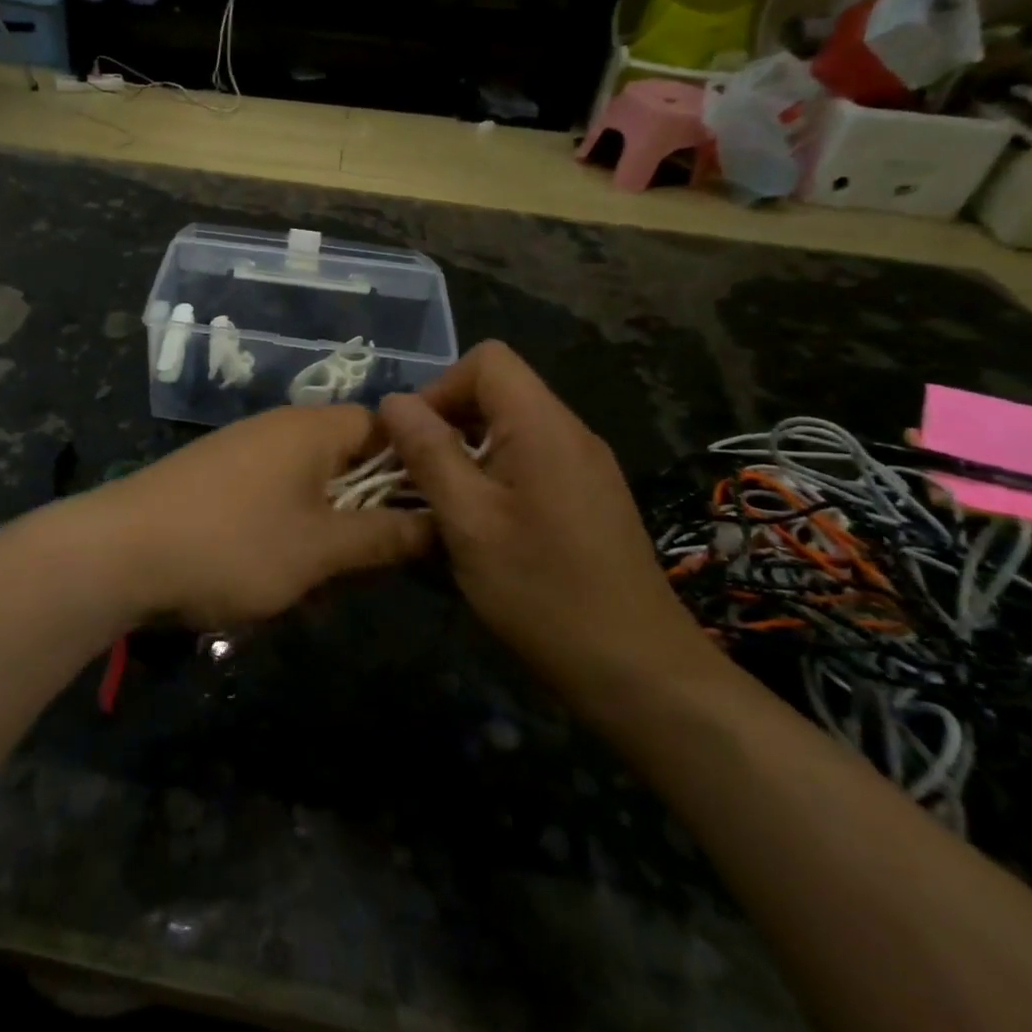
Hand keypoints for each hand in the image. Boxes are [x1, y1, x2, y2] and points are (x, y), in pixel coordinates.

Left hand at [92, 406, 435, 627]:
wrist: (118, 552)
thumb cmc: (232, 544)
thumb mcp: (319, 548)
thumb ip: (383, 536)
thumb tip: (441, 524)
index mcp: (312, 428)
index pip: (386, 427)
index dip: (415, 467)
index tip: (433, 514)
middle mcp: (278, 428)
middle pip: (348, 456)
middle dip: (369, 507)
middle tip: (381, 558)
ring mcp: (241, 451)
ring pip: (310, 482)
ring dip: (328, 525)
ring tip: (328, 574)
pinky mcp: (214, 478)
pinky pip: (272, 495)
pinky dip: (288, 527)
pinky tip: (278, 569)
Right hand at [377, 342, 712, 701]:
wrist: (638, 671)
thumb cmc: (543, 591)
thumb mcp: (469, 521)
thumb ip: (429, 453)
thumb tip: (393, 401)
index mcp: (543, 425)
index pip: (487, 360)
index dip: (439, 388)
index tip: (413, 442)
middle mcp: (570, 432)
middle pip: (496, 392)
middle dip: (446, 425)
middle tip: (417, 480)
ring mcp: (585, 465)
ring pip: (509, 429)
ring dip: (465, 456)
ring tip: (442, 508)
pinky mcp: (588, 497)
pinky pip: (529, 461)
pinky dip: (493, 478)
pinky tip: (482, 529)